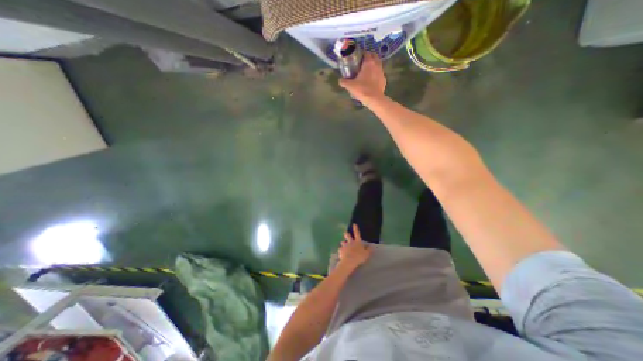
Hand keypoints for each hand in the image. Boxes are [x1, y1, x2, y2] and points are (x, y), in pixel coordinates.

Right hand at [337, 52, 385, 103]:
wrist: (374, 99)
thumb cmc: (362, 90)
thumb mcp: (350, 86)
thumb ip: (344, 82)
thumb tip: (340, 80)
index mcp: (368, 63)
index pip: (366, 53)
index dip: (362, 54)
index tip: (358, 58)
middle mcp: (376, 65)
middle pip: (374, 56)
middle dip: (369, 57)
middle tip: (363, 63)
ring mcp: (382, 72)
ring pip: (378, 64)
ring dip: (374, 65)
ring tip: (368, 71)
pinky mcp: (384, 80)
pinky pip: (380, 74)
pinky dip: (377, 75)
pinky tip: (372, 80)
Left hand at [338, 223, 374, 269]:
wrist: (349, 261)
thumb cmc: (359, 257)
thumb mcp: (367, 254)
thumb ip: (369, 250)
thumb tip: (371, 246)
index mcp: (357, 242)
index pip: (357, 233)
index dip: (355, 228)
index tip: (354, 224)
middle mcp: (350, 242)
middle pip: (347, 235)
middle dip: (346, 234)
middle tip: (346, 234)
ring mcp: (344, 245)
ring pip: (342, 242)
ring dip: (343, 243)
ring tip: (344, 246)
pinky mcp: (340, 250)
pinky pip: (340, 249)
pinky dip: (341, 251)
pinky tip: (342, 254)